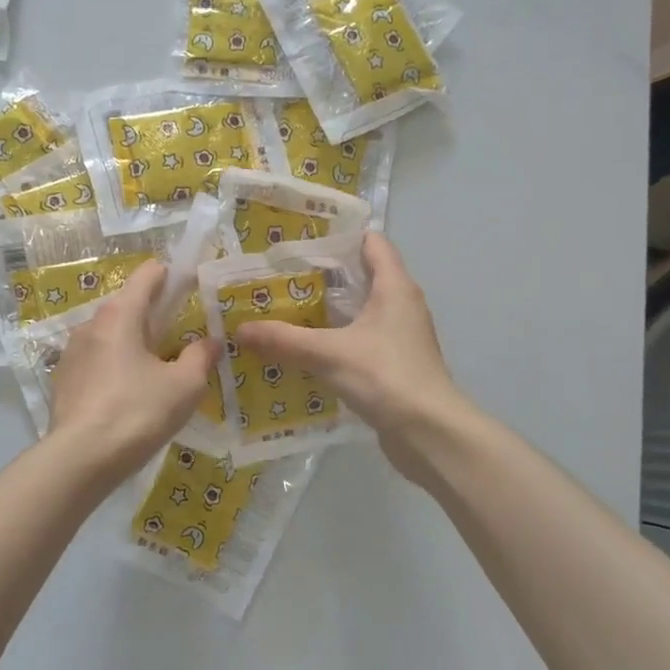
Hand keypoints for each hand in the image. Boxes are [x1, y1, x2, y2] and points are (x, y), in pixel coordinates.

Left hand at [46, 261, 219, 478]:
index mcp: (121, 314)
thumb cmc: (138, 413)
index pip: (148, 275)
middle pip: (128, 305)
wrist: (80, 459)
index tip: (191, 289)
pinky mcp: (62, 379)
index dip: (172, 277)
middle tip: (179, 341)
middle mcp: (91, 324)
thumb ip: (200, 357)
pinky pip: (95, 361)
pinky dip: (113, 367)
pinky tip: (126, 395)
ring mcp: (72, 351)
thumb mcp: (184, 387)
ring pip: (110, 335)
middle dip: (154, 317)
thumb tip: (210, 342)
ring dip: (132, 344)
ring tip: (153, 373)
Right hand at [236, 233, 468, 480]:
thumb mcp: (327, 354)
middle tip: (281, 281)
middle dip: (323, 277)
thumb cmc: (384, 376)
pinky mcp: (396, 365)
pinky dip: (337, 342)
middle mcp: (402, 305)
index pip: (372, 242)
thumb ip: (284, 339)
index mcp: (394, 287)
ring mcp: (402, 336)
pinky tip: (308, 354)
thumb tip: (240, 329)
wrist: (428, 432)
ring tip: (286, 314)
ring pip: (361, 313)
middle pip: (363, 277)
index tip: (301, 243)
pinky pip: (362, 342)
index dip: (339, 237)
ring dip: (329, 313)